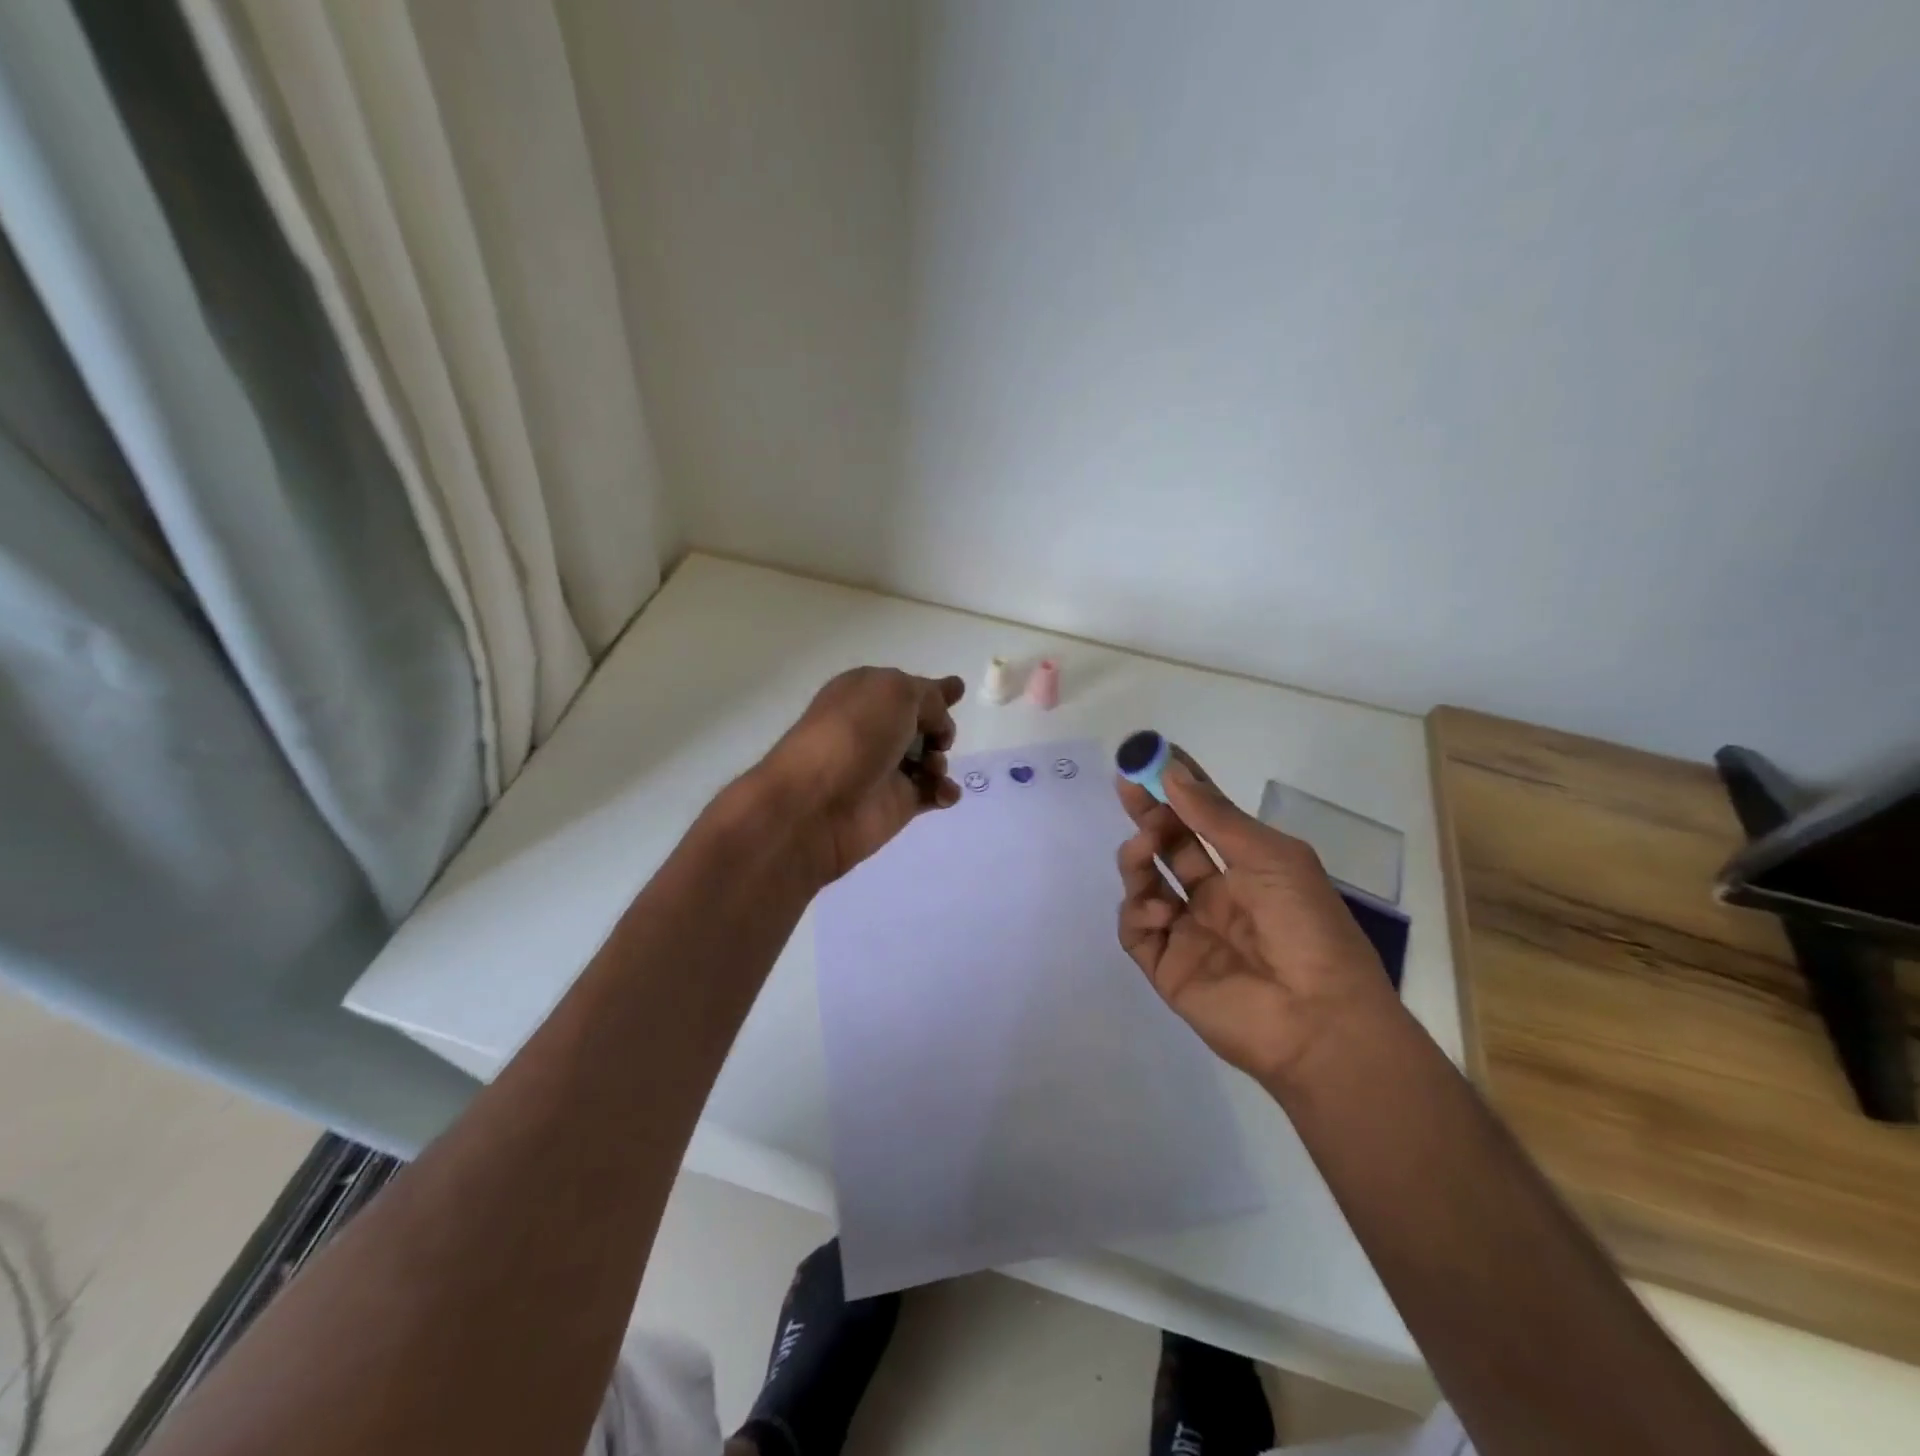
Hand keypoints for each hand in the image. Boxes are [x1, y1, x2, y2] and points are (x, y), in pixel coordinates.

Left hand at [754, 667, 964, 884]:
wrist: (818, 804)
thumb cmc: (854, 734)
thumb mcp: (896, 692)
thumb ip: (929, 697)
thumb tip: (938, 719)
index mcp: (865, 693)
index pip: (906, 688)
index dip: (932, 690)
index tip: (958, 689)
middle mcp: (874, 728)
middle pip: (922, 723)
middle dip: (941, 727)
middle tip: (940, 738)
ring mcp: (885, 767)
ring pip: (931, 758)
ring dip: (941, 760)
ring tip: (931, 768)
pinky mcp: (896, 802)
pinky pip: (933, 792)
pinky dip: (944, 791)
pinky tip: (942, 794)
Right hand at [1115, 751, 1399, 1086]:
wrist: (1318, 1019)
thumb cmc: (1307, 926)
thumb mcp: (1270, 856)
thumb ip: (1214, 816)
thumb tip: (1171, 770)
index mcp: (1247, 869)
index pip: (1203, 819)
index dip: (1178, 787)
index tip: (1151, 756)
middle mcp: (1214, 896)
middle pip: (1168, 846)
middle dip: (1148, 813)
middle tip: (1128, 785)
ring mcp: (1189, 932)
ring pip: (1144, 883)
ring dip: (1138, 856)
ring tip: (1145, 846)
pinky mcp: (1167, 967)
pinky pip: (1136, 930)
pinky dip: (1139, 912)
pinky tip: (1162, 911)